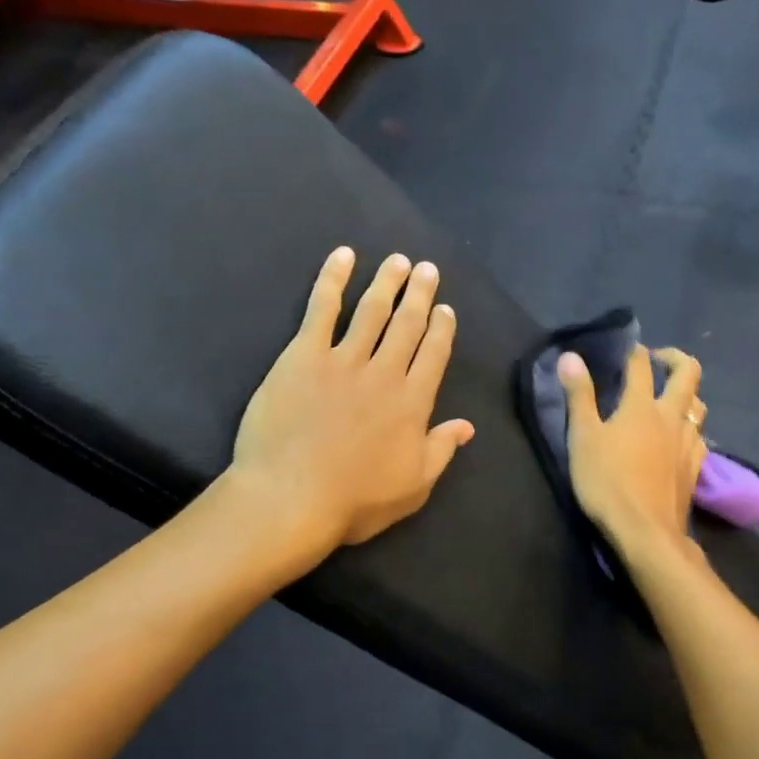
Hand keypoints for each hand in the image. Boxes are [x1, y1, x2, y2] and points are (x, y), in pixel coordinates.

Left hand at [231, 247, 474, 557]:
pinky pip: (322, 309)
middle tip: (427, 270)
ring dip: (387, 282)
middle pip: (407, 324)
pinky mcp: (303, 355)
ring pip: (371, 310)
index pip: (434, 354)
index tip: (446, 309)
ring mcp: (343, 360)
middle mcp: (384, 372)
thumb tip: (467, 425)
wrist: (291, 498)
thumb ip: (441, 450)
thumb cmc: (355, 500)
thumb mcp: (414, 487)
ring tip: (398, 261)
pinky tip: (343, 257)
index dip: (442, 328)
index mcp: (413, 402)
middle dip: (420, 295)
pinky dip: (333, 279)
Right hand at [557, 344, 706, 559]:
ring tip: (670, 399)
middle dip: (675, 359)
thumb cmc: (608, 482)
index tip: (627, 348)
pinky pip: (699, 437)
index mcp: (642, 406)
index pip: (641, 366)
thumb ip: (579, 396)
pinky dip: (690, 428)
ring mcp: (688, 443)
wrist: (646, 531)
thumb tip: (570, 356)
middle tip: (658, 360)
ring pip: (698, 406)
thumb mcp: (583, 438)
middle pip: (688, 374)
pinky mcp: (695, 468)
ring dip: (686, 395)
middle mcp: (671, 417)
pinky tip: (680, 439)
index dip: (634, 351)